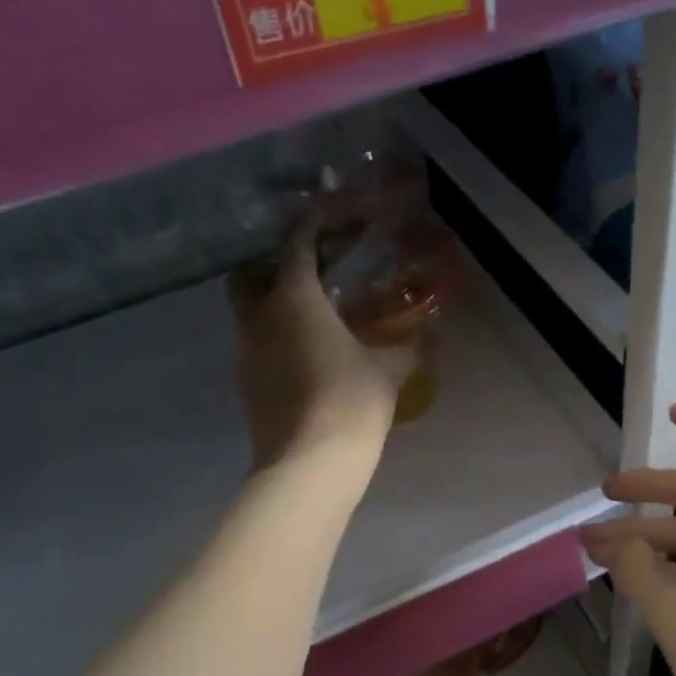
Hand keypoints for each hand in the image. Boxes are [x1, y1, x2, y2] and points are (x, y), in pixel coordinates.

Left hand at [229, 235, 414, 477]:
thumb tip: (430, 335)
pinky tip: (302, 353)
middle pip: (249, 274)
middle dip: (271, 263)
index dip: (307, 224)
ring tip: (309, 312)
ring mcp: (246, 353)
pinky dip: (273, 337)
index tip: (320, 212)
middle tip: (304, 267)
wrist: (308, 463)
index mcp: (293, 299)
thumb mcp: (388, 371)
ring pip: (248, 312)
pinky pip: (255, 345)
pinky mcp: (245, 384)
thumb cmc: (350, 401)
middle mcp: (259, 318)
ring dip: (271, 303)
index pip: (294, 245)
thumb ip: (407, 348)